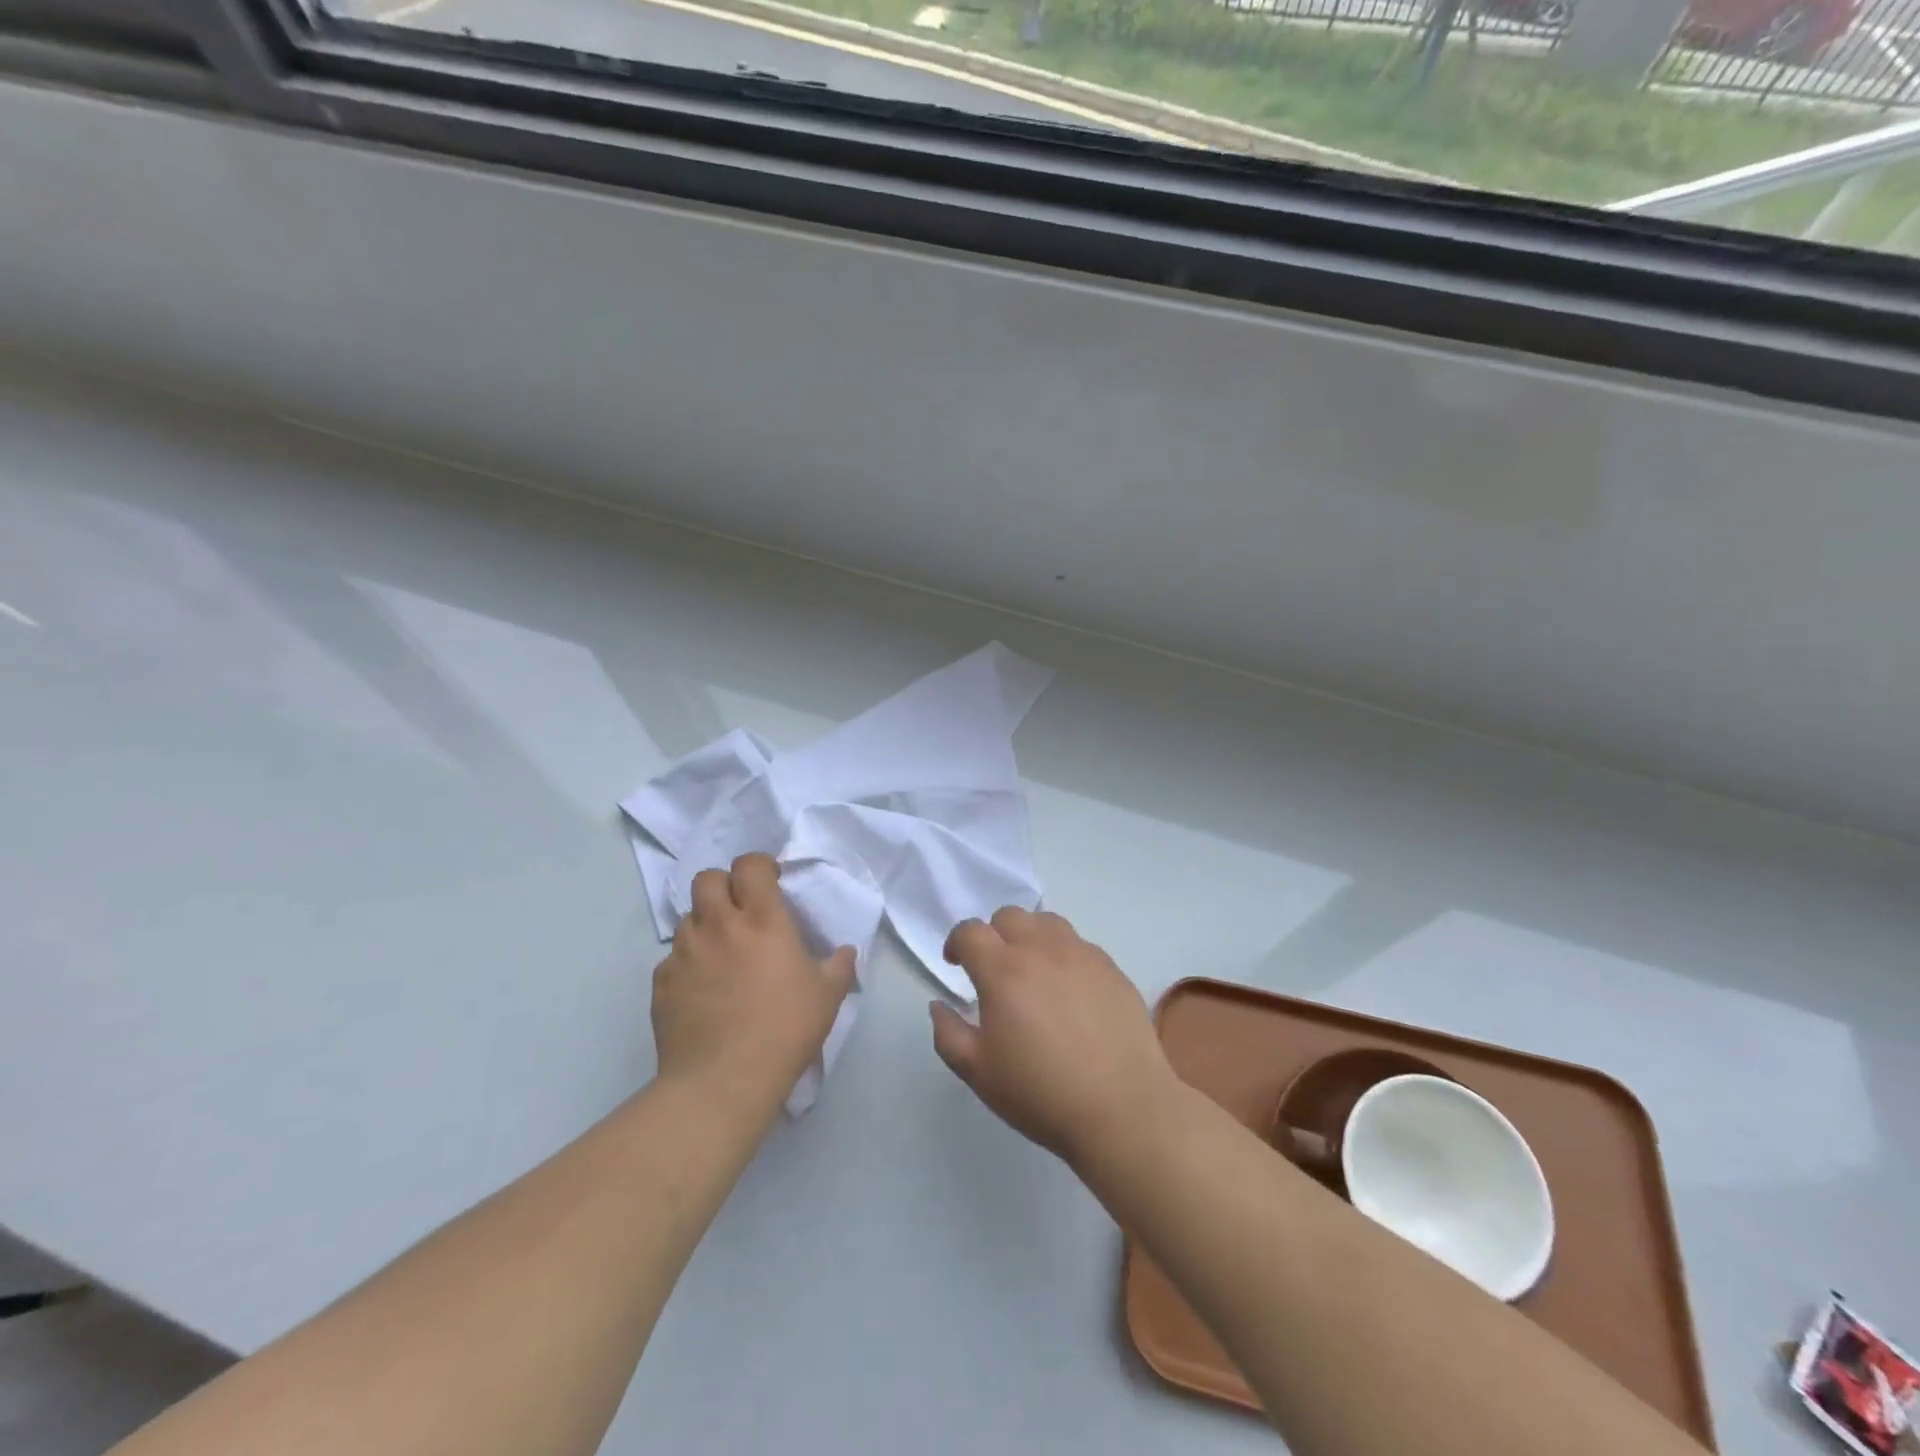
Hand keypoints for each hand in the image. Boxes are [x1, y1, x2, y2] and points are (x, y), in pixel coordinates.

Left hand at [652, 853, 855, 1116]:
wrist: (722, 1082)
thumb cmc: (784, 1030)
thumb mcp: (828, 996)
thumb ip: (840, 966)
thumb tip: (846, 952)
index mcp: (761, 919)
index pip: (750, 865)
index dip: (759, 866)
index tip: (771, 882)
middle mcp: (718, 926)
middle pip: (706, 878)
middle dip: (723, 885)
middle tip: (740, 910)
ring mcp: (684, 954)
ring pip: (687, 918)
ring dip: (704, 925)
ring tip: (721, 954)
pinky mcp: (661, 984)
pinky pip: (672, 960)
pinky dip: (687, 965)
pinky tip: (702, 991)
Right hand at [930, 908, 1177, 1166]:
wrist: (1123, 1109)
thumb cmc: (1042, 1093)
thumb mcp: (979, 1073)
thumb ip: (949, 1034)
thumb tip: (940, 1005)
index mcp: (1003, 970)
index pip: (970, 931)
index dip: (956, 942)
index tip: (956, 964)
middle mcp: (1042, 949)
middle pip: (1009, 916)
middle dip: (992, 935)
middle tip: (993, 970)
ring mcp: (1081, 954)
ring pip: (1046, 922)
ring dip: (1029, 937)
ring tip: (1032, 972)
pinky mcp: (1111, 967)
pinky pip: (1078, 944)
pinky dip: (1063, 954)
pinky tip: (1068, 991)